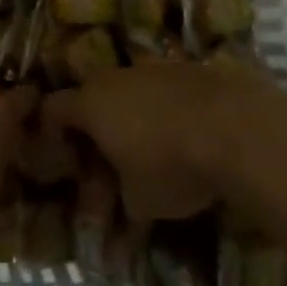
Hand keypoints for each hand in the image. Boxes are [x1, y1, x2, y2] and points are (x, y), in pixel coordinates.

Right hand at [41, 62, 272, 221]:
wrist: (236, 128)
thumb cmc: (171, 165)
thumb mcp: (140, 201)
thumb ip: (122, 204)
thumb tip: (122, 216)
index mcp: (90, 103)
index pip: (52, 109)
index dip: (50, 133)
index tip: (61, 161)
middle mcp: (114, 78)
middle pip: (92, 98)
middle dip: (95, 131)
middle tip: (108, 164)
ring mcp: (152, 69)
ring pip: (129, 92)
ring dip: (132, 120)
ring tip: (151, 153)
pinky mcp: (187, 69)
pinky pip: (162, 91)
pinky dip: (164, 112)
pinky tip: (184, 139)